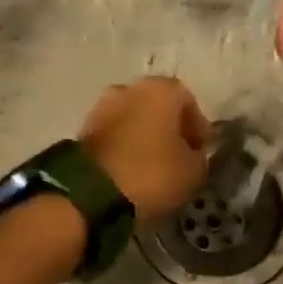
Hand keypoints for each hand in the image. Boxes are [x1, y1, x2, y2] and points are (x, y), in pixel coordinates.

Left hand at [80, 76, 210, 219]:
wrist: (91, 194)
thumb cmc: (151, 175)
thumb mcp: (192, 172)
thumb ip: (198, 158)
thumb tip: (192, 155)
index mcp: (160, 90)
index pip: (188, 101)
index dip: (197, 127)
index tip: (200, 151)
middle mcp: (128, 89)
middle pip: (156, 107)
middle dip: (168, 129)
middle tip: (177, 157)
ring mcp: (101, 108)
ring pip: (132, 120)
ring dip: (143, 138)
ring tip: (152, 167)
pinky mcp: (82, 131)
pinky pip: (113, 136)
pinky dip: (124, 148)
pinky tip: (130, 171)